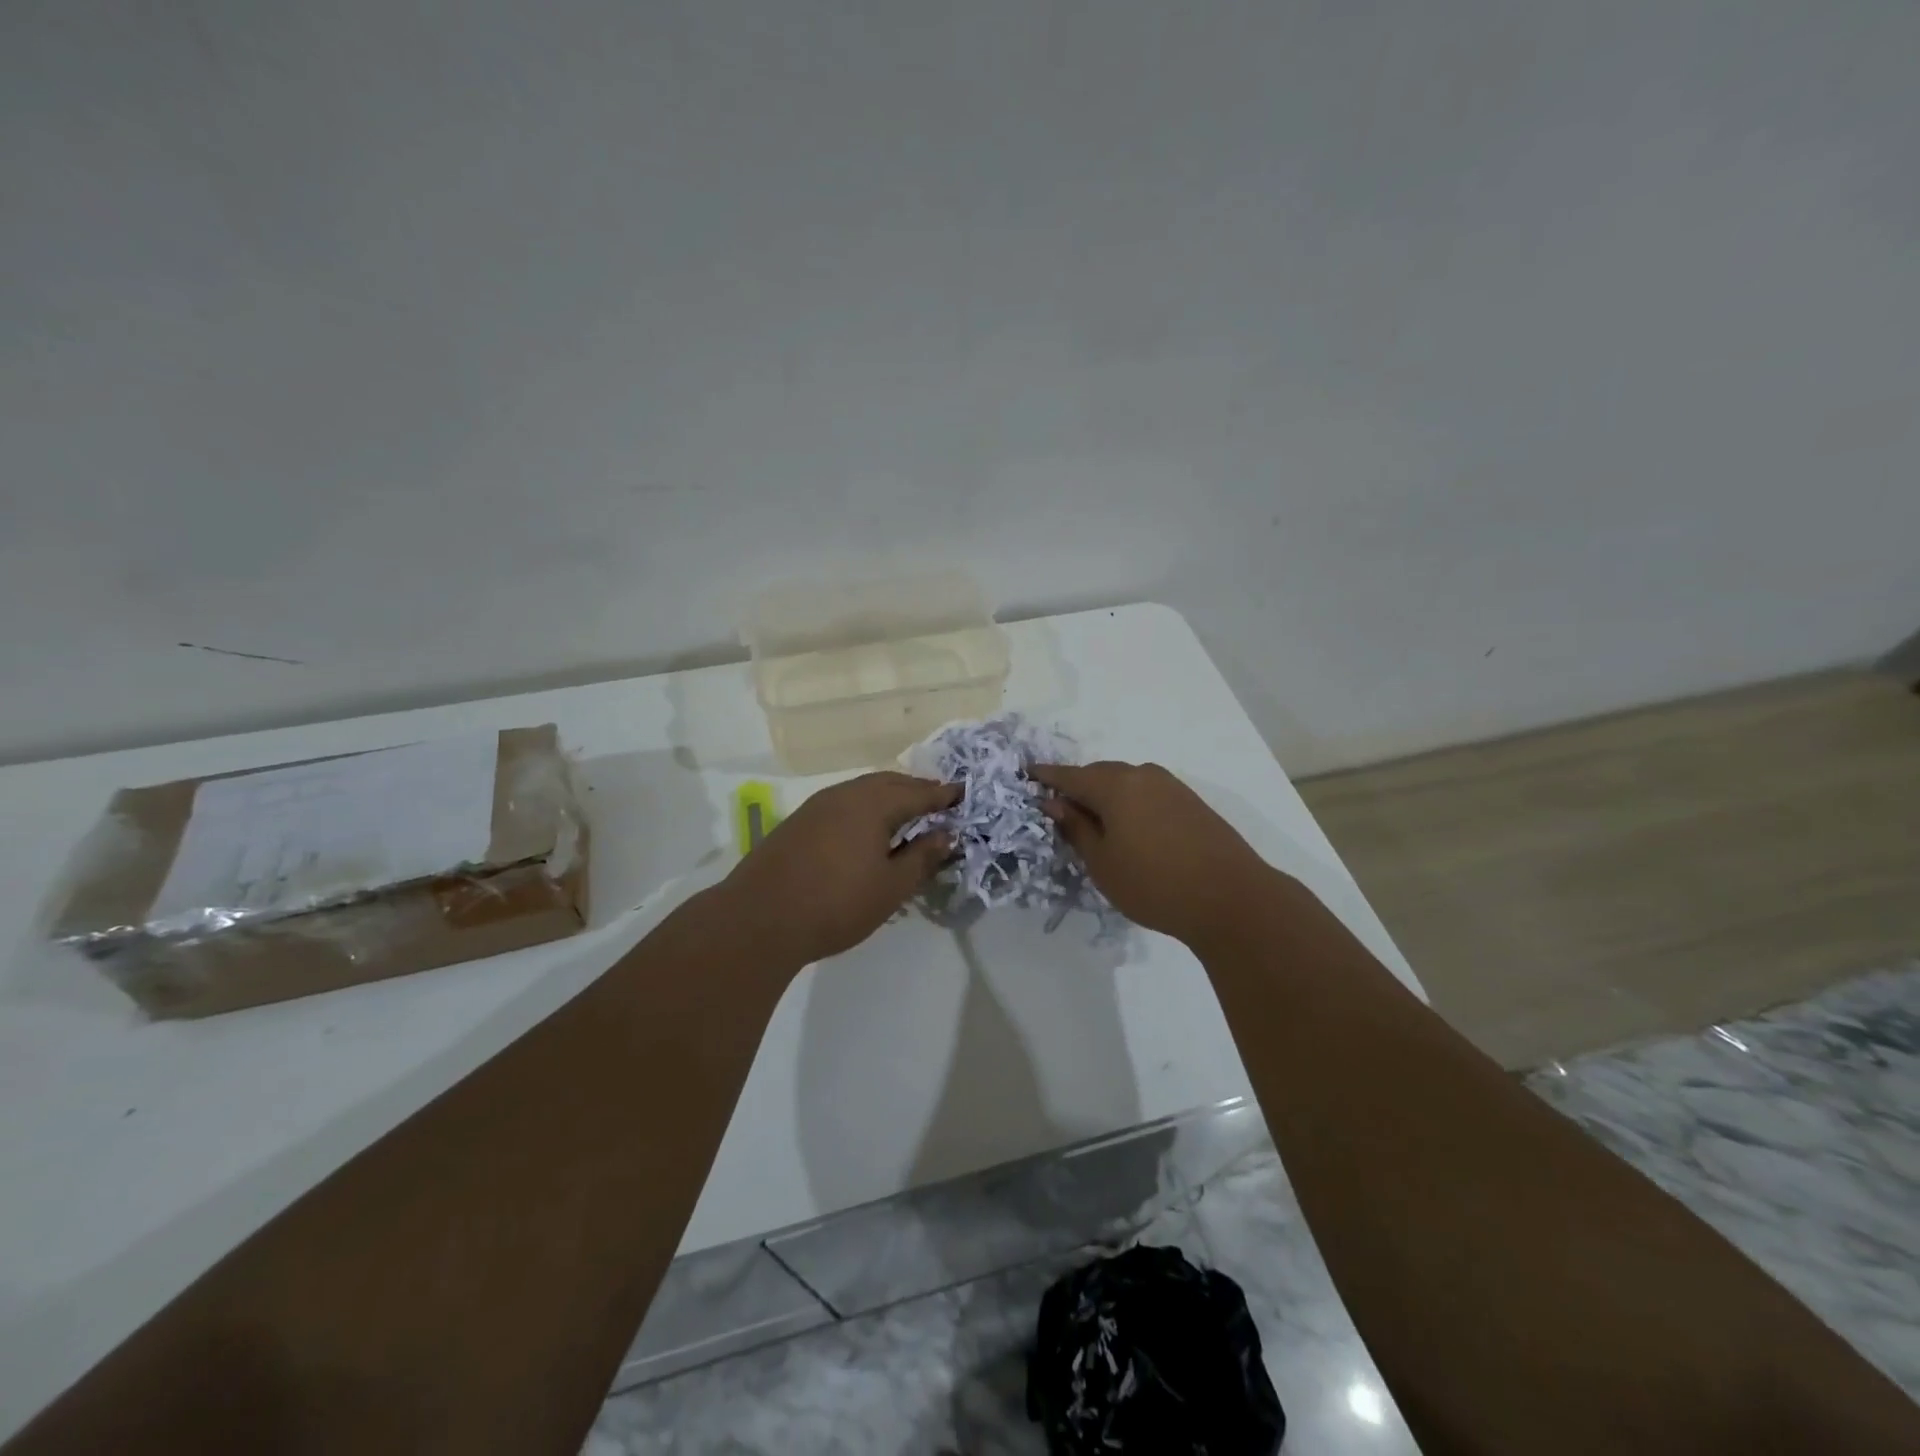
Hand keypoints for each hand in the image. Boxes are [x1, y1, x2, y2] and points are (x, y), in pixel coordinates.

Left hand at [720, 772, 958, 965]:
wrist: (758, 919)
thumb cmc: (836, 903)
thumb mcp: (891, 887)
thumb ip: (922, 857)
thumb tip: (945, 835)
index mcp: (872, 804)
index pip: (918, 792)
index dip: (944, 795)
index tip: (964, 794)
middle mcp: (845, 794)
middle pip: (889, 783)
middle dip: (916, 789)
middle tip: (938, 801)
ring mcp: (816, 806)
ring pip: (863, 790)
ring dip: (889, 796)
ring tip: (906, 813)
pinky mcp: (798, 823)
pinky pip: (843, 803)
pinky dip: (865, 807)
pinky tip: (866, 829)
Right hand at [1032, 761, 1272, 945]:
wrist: (1231, 899)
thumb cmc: (1154, 884)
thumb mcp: (1102, 862)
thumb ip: (1075, 828)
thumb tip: (1053, 803)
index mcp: (1114, 785)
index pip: (1069, 775)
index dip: (1045, 776)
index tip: (1025, 774)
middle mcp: (1141, 775)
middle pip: (1098, 774)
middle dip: (1076, 787)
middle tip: (1058, 809)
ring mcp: (1170, 786)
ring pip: (1124, 782)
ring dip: (1104, 796)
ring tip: (1093, 822)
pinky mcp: (1190, 801)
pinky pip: (1146, 792)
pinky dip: (1129, 803)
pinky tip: (1128, 827)